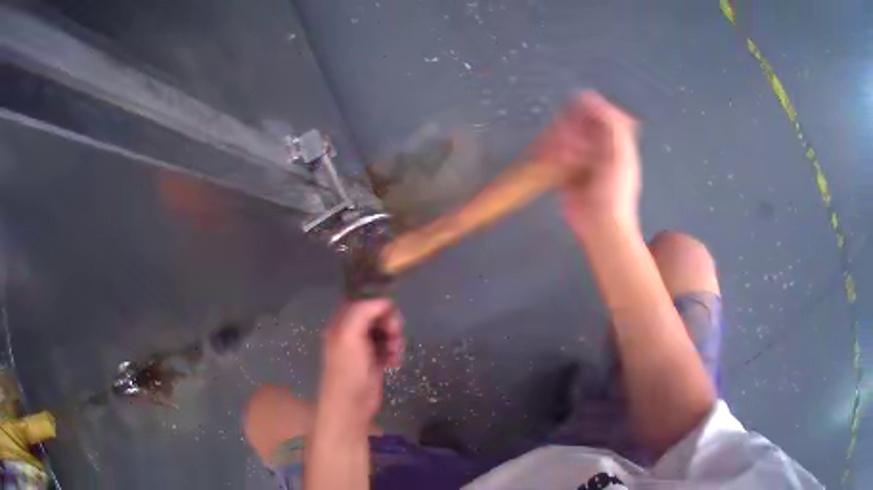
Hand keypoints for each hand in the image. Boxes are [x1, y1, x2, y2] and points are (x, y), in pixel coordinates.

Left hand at [317, 299, 403, 429]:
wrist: (351, 406)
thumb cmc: (348, 371)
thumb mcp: (349, 336)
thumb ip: (363, 312)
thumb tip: (384, 301)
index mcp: (341, 323)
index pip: (361, 300)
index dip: (378, 303)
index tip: (390, 312)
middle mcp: (352, 331)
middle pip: (377, 314)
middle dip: (390, 322)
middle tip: (395, 334)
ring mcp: (364, 346)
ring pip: (386, 330)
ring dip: (395, 338)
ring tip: (394, 353)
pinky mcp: (375, 359)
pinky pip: (390, 345)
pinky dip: (395, 350)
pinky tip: (394, 361)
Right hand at [534, 91, 640, 236]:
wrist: (599, 223)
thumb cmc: (615, 191)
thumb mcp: (620, 153)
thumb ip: (610, 122)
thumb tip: (590, 96)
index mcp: (615, 139)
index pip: (598, 112)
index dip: (587, 110)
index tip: (578, 115)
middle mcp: (597, 145)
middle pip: (576, 122)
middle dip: (572, 130)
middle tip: (574, 144)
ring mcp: (580, 157)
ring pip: (562, 136)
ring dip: (561, 144)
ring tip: (567, 160)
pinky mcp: (564, 170)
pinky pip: (552, 152)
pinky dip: (550, 154)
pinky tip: (554, 162)